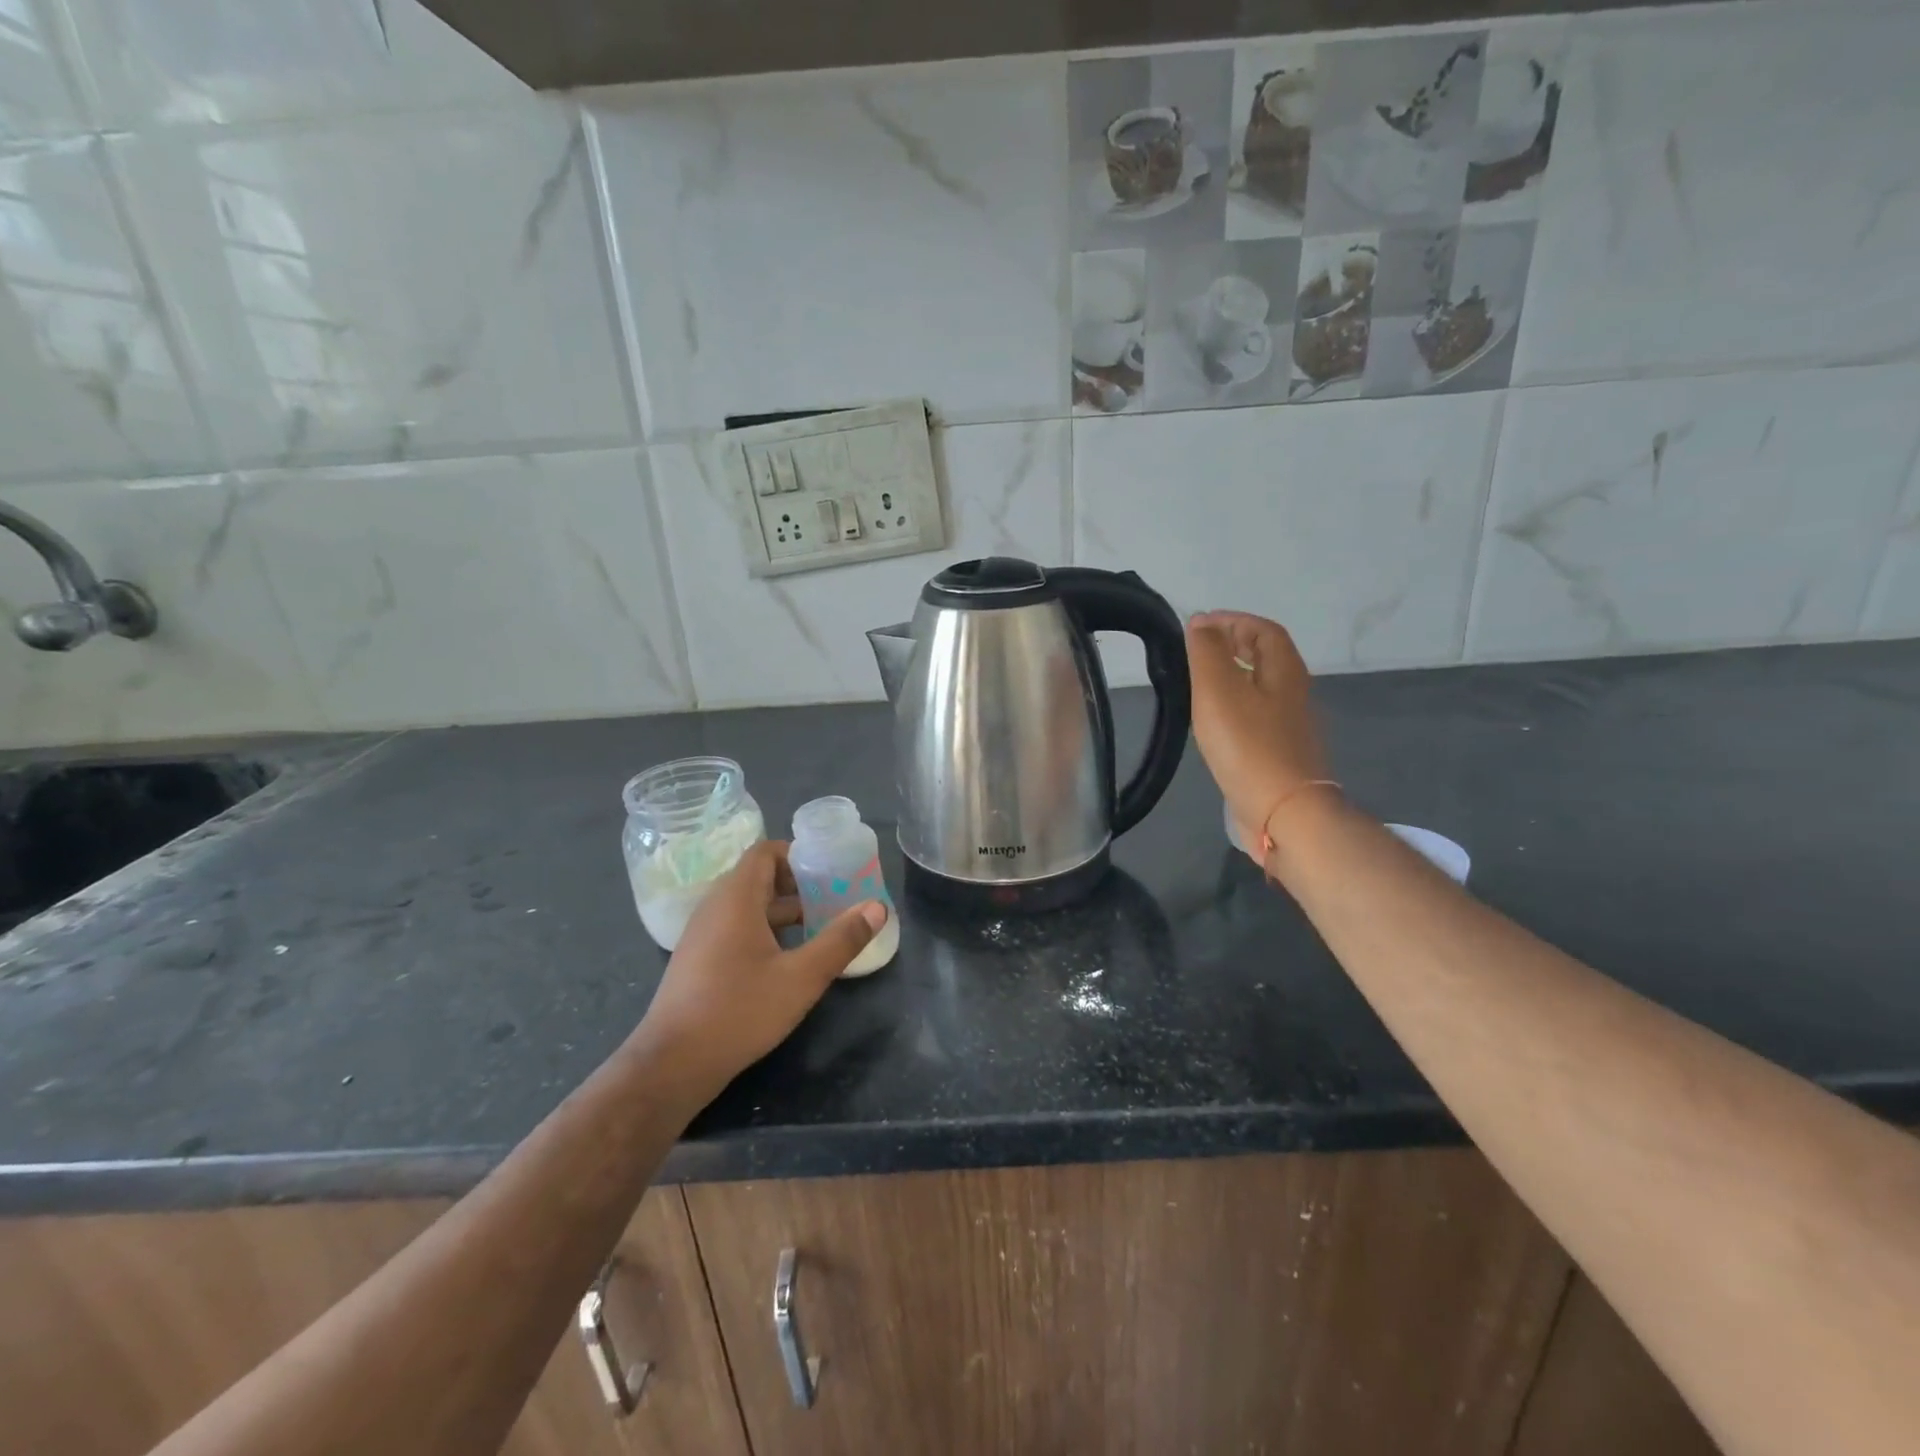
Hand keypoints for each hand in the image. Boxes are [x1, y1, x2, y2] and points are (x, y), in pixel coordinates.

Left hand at [630, 840, 884, 1095]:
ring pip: (748, 905)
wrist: (672, 1064)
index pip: (765, 851)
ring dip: (783, 910)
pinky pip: (736, 927)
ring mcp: (702, 935)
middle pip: (759, 877)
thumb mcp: (801, 977)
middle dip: (798, 884)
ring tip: (820, 926)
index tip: (830, 870)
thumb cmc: (739, 1011)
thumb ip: (841, 940)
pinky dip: (764, 930)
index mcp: (736, 898)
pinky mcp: (698, 960)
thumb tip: (877, 907)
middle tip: (835, 897)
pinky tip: (788, 959)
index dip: (798, 854)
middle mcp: (715, 907)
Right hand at [1185, 611, 1333, 860]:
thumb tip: (1202, 623)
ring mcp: (1290, 724)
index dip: (1232, 620)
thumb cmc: (1249, 745)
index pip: (1263, 629)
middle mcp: (1294, 692)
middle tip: (1196, 649)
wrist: (1284, 811)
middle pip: (1266, 656)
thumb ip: (1208, 652)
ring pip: (1261, 685)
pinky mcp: (1280, 751)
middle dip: (1233, 644)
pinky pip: (1257, 714)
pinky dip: (1235, 704)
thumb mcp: (1219, 690)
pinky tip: (1213, 721)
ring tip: (1198, 682)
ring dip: (1233, 675)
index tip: (1198, 625)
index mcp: (1284, 670)